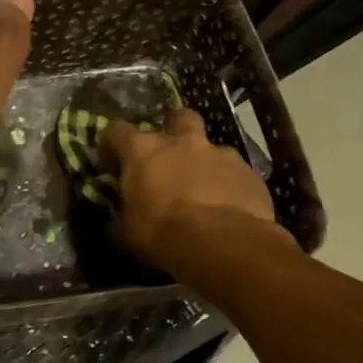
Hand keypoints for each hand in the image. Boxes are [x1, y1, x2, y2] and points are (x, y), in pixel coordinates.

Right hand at [101, 109, 289, 275]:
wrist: (224, 245)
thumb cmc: (162, 234)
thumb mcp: (126, 231)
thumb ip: (121, 216)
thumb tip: (118, 219)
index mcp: (143, 151)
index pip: (117, 131)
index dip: (113, 143)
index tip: (112, 160)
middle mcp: (182, 142)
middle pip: (178, 117)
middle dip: (174, 130)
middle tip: (170, 155)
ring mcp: (221, 154)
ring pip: (211, 148)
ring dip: (205, 163)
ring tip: (204, 190)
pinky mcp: (250, 173)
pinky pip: (236, 173)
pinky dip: (230, 185)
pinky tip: (229, 208)